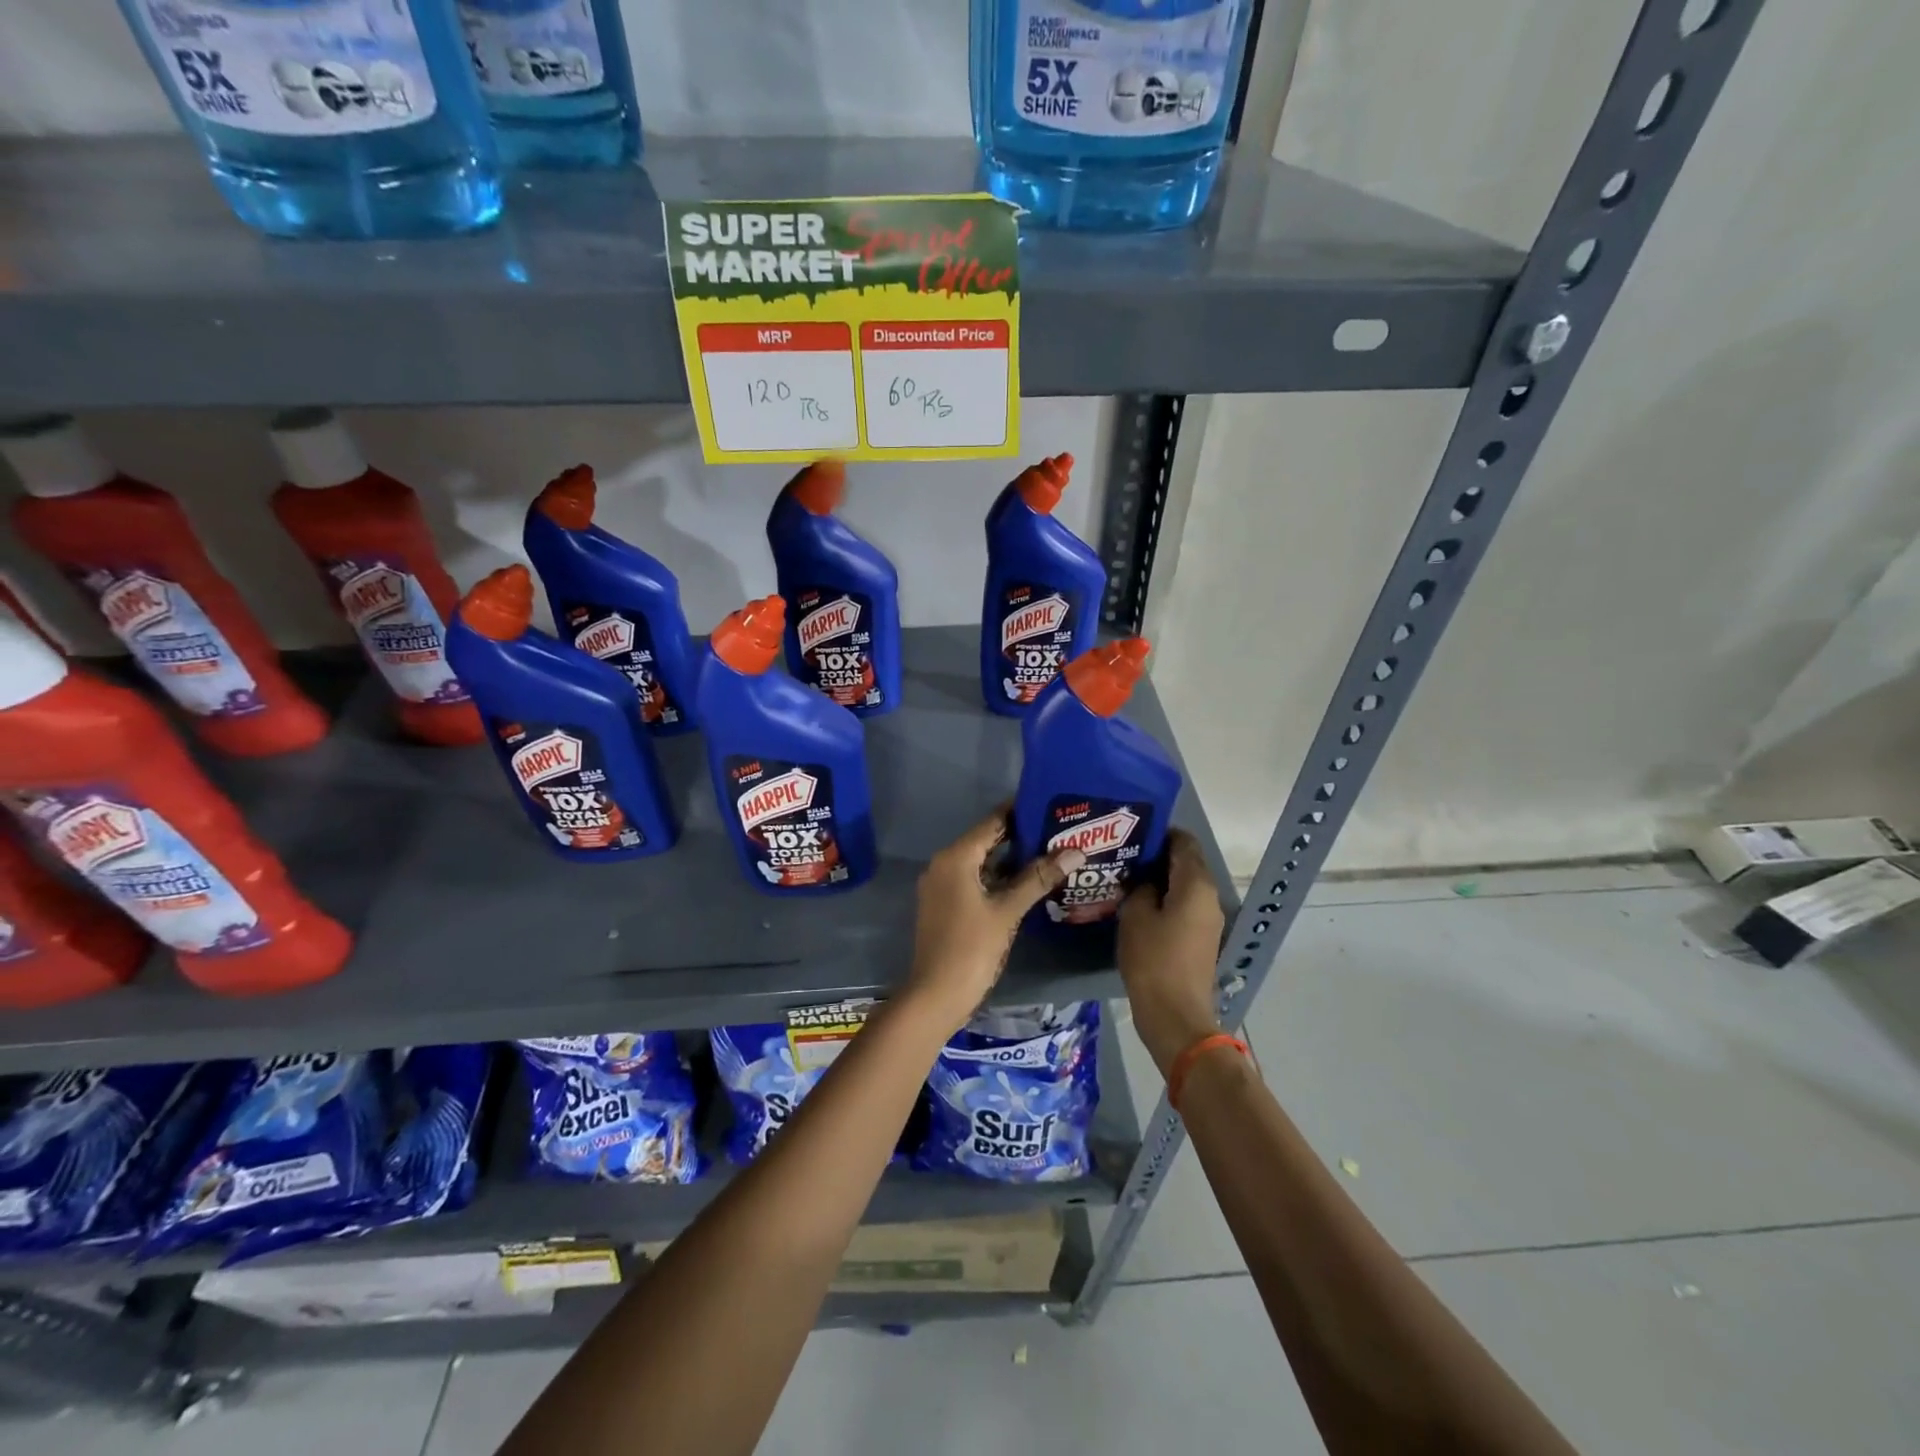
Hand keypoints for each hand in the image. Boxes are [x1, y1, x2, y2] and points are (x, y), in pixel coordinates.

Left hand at [903, 808, 1085, 1035]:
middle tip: (1059, 830)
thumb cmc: (971, 948)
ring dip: (1012, 859)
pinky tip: (1028, 883)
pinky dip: (999, 878)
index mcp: (955, 857)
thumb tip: (1075, 851)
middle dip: (1021, 836)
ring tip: (1051, 853)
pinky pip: (975, 880)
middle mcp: (944, 864)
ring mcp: (942, 886)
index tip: (1050, 804)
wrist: (936, 995)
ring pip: (982, 863)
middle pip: (987, 840)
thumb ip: (1039, 878)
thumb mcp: (1008, 911)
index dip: (1020, 811)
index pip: (992, 822)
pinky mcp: (946, 905)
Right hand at [1119, 830, 1226, 1076]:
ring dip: (1160, 879)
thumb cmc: (1153, 960)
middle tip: (1124, 855)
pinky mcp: (1201, 939)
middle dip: (1157, 856)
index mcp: (1196, 884)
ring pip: (1184, 886)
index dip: (1160, 833)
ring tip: (1127, 878)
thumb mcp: (1135, 915)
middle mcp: (1209, 896)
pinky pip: (1184, 906)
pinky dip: (1165, 899)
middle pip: (1186, 863)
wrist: (1175, 1015)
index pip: (1184, 842)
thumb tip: (1144, 880)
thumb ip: (1139, 887)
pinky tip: (1139, 905)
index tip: (1132, 834)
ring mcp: (1208, 919)